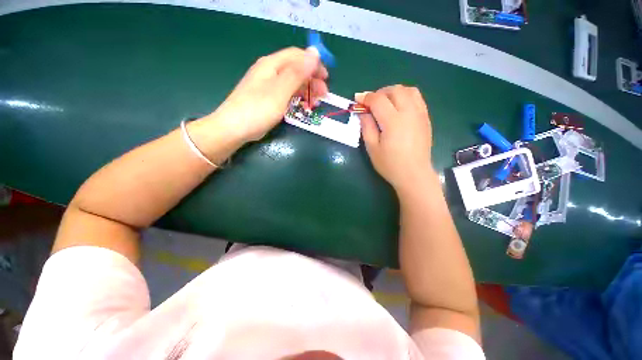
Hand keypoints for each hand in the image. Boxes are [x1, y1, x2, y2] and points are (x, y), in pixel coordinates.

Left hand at [205, 47, 327, 142]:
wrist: (234, 128)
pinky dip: (298, 99)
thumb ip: (297, 73)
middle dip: (312, 80)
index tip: (326, 78)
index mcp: (271, 65)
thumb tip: (315, 54)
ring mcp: (268, 86)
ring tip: (316, 103)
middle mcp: (270, 72)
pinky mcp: (268, 99)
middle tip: (324, 95)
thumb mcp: (280, 91)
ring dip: (306, 91)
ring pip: (292, 83)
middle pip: (296, 69)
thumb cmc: (258, 109)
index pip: (297, 56)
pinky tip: (304, 106)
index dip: (313, 64)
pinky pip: (287, 94)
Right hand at [358, 85, 433, 192]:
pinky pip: (417, 98)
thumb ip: (366, 127)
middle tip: (371, 104)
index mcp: (393, 121)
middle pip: (395, 90)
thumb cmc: (390, 164)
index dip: (366, 98)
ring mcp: (420, 114)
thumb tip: (363, 112)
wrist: (414, 174)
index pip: (378, 100)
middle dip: (380, 93)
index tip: (357, 100)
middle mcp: (409, 113)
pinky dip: (406, 97)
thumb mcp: (372, 148)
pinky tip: (399, 108)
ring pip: (408, 90)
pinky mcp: (426, 118)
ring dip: (394, 92)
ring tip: (386, 103)